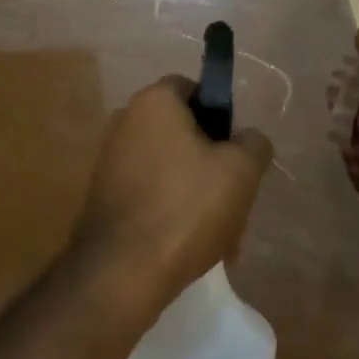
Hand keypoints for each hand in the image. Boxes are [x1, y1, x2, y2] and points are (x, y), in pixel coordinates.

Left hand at [71, 76, 272, 314]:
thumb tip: (248, 138)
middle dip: (212, 163)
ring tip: (221, 236)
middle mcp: (125, 120)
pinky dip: (172, 210)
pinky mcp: (104, 193)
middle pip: (183, 131)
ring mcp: (110, 158)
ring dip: (197, 193)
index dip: (221, 115)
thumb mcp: (240, 171)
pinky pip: (150, 191)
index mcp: (153, 101)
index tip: (237, 151)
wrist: (122, 270)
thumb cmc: (186, 207)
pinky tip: (191, 245)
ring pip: (170, 166)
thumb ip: (253, 143)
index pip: (193, 88)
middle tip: (235, 199)